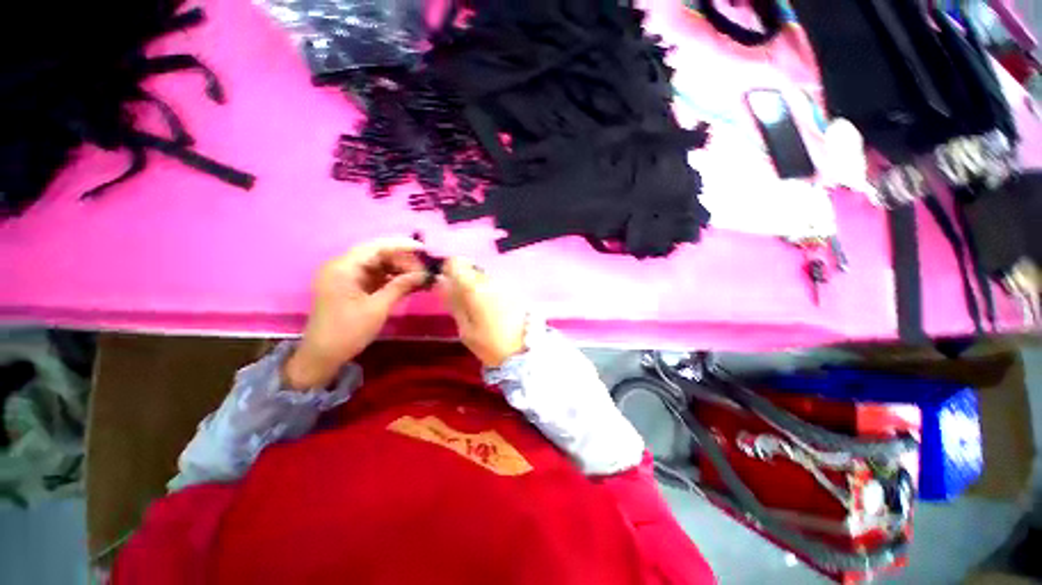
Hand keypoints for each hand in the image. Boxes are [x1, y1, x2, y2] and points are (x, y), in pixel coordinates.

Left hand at [284, 238, 425, 389]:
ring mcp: (346, 276)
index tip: (424, 250)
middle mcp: (343, 266)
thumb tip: (424, 274)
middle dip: (402, 260)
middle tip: (424, 271)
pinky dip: (392, 279)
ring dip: (399, 270)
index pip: (376, 247)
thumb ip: (401, 286)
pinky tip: (409, 284)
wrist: (323, 356)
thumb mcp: (378, 308)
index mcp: (343, 267)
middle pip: (377, 254)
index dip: (401, 246)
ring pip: (378, 265)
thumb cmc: (348, 332)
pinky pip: (375, 276)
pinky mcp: (351, 286)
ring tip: (420, 278)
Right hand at [437, 258, 527, 366]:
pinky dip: (489, 292)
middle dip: (463, 280)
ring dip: (477, 286)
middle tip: (462, 302)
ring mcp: (504, 284)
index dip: (449, 270)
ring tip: (478, 309)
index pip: (456, 262)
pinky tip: (492, 310)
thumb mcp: (465, 328)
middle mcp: (490, 280)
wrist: (525, 351)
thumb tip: (441, 281)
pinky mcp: (514, 290)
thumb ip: (453, 302)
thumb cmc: (490, 343)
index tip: (447, 284)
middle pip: (470, 268)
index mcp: (474, 287)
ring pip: (483, 276)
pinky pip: (495, 284)